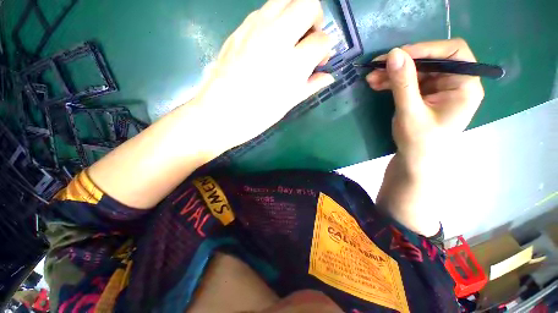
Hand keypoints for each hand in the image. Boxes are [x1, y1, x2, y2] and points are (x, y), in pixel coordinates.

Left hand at [194, 0, 333, 153]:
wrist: (220, 113)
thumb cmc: (257, 115)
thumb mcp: (288, 103)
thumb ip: (310, 86)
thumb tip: (328, 77)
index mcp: (293, 64)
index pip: (322, 40)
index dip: (325, 49)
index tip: (320, 60)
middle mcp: (277, 38)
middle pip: (307, 3)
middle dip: (314, 18)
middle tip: (308, 38)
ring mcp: (255, 29)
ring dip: (294, 12)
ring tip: (290, 36)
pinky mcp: (239, 29)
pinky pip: (263, 11)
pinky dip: (274, 19)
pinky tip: (269, 41)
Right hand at [366, 39, 484, 166]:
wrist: (415, 160)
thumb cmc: (419, 142)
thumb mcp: (410, 112)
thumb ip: (403, 83)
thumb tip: (393, 54)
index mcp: (465, 86)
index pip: (452, 53)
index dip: (425, 49)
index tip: (397, 55)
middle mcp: (455, 82)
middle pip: (430, 60)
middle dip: (402, 63)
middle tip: (376, 67)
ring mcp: (439, 88)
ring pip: (416, 70)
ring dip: (392, 73)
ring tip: (370, 79)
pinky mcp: (425, 94)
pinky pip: (409, 81)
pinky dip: (392, 81)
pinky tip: (377, 84)